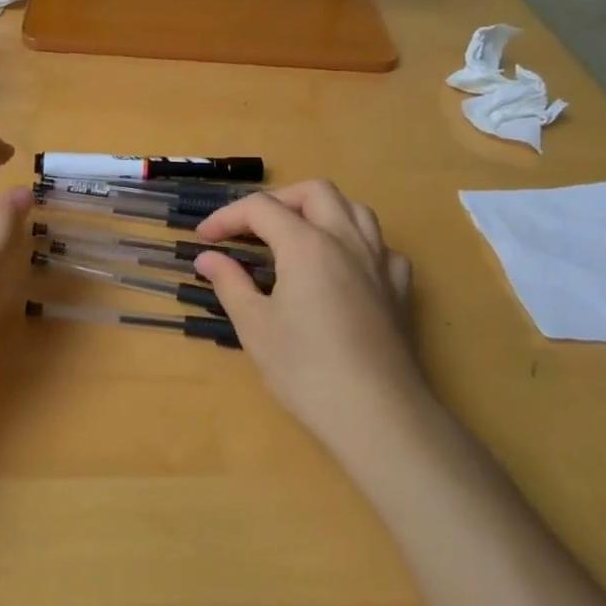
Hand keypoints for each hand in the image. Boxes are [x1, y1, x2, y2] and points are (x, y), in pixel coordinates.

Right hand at [193, 181, 426, 449]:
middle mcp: (346, 239)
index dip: (227, 217)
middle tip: (252, 229)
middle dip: (278, 201)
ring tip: (297, 236)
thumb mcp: (256, 327)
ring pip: (354, 209)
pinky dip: (356, 243)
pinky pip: (380, 245)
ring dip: (321, 211)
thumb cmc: (307, 370)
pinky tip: (343, 267)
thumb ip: (230, 283)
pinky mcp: (400, 288)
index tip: (205, 239)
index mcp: (306, 244)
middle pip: (314, 192)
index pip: (261, 208)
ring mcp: (380, 261)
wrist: (378, 414)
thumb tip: (207, 258)